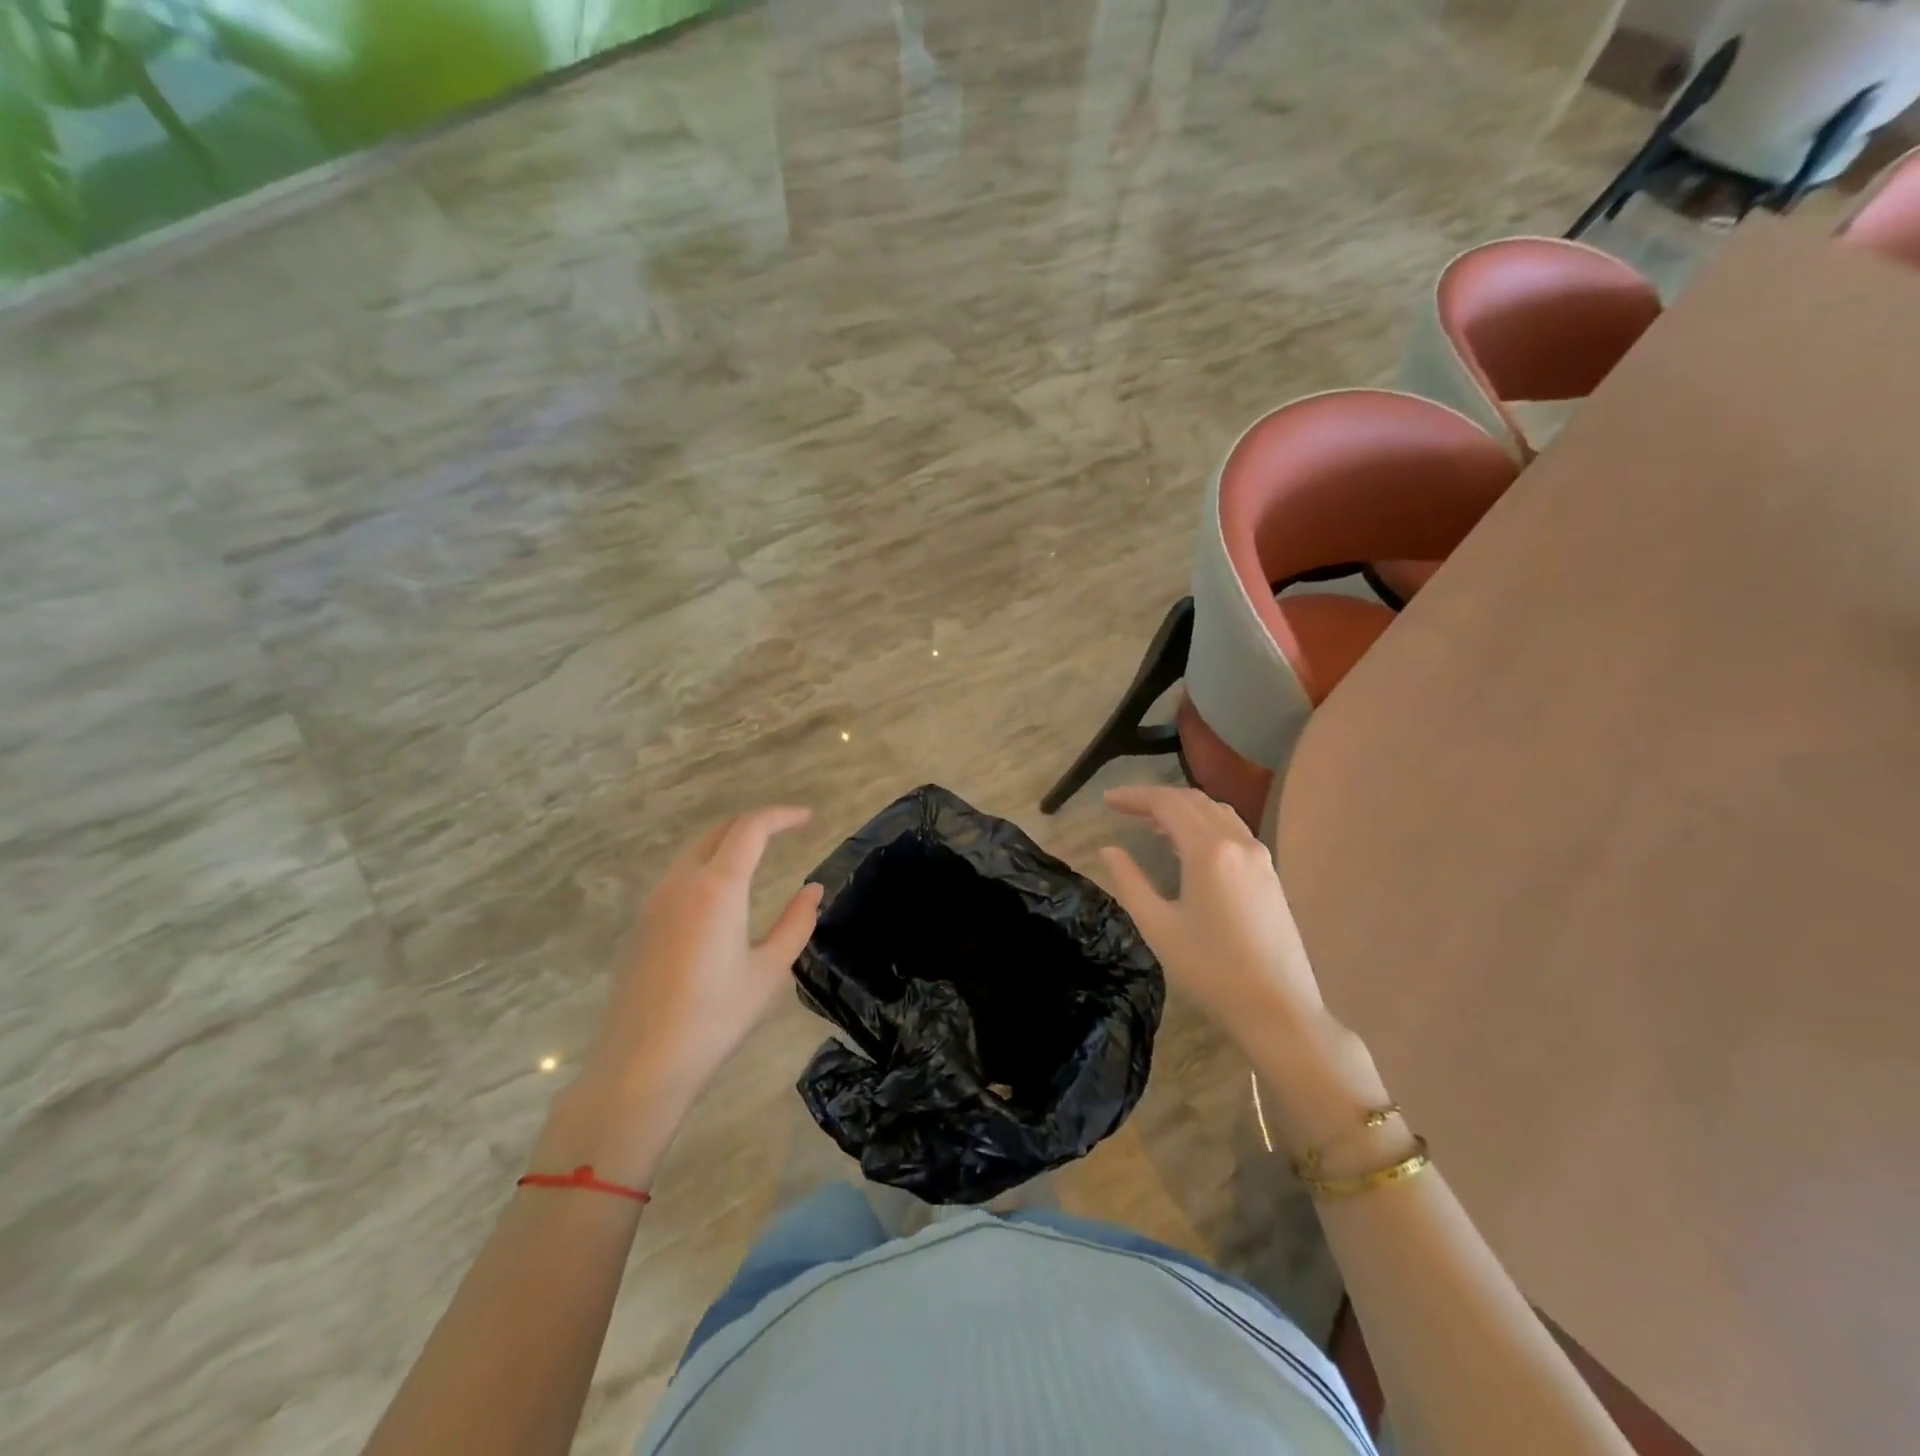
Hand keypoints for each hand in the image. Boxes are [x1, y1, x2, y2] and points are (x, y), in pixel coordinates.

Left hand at [581, 807, 823, 1112]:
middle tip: (787, 832)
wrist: (640, 1066)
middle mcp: (682, 882)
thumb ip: (796, 923)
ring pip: (695, 850)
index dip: (782, 816)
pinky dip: (708, 864)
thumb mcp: (769, 971)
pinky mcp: (642, 923)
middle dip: (755, 824)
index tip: (809, 819)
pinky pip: (679, 874)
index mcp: (717, 888)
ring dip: (728, 842)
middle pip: (719, 831)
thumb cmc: (715, 1018)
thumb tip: (813, 890)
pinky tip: (723, 893)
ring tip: (759, 856)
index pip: (751, 828)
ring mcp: (655, 901)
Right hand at [1098, 785, 1325, 1035]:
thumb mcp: (1159, 927)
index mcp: (1209, 851)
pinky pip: (1232, 830)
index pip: (1167, 804)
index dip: (1135, 796)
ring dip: (1182, 809)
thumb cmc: (1211, 971)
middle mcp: (1238, 842)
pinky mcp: (1269, 874)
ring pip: (1216, 812)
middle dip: (1156, 799)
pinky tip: (1187, 847)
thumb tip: (1109, 850)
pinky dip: (1203, 824)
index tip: (1107, 800)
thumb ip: (1130, 882)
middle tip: (1123, 808)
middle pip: (1193, 801)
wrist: (1278, 1009)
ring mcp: (1260, 857)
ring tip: (1150, 824)